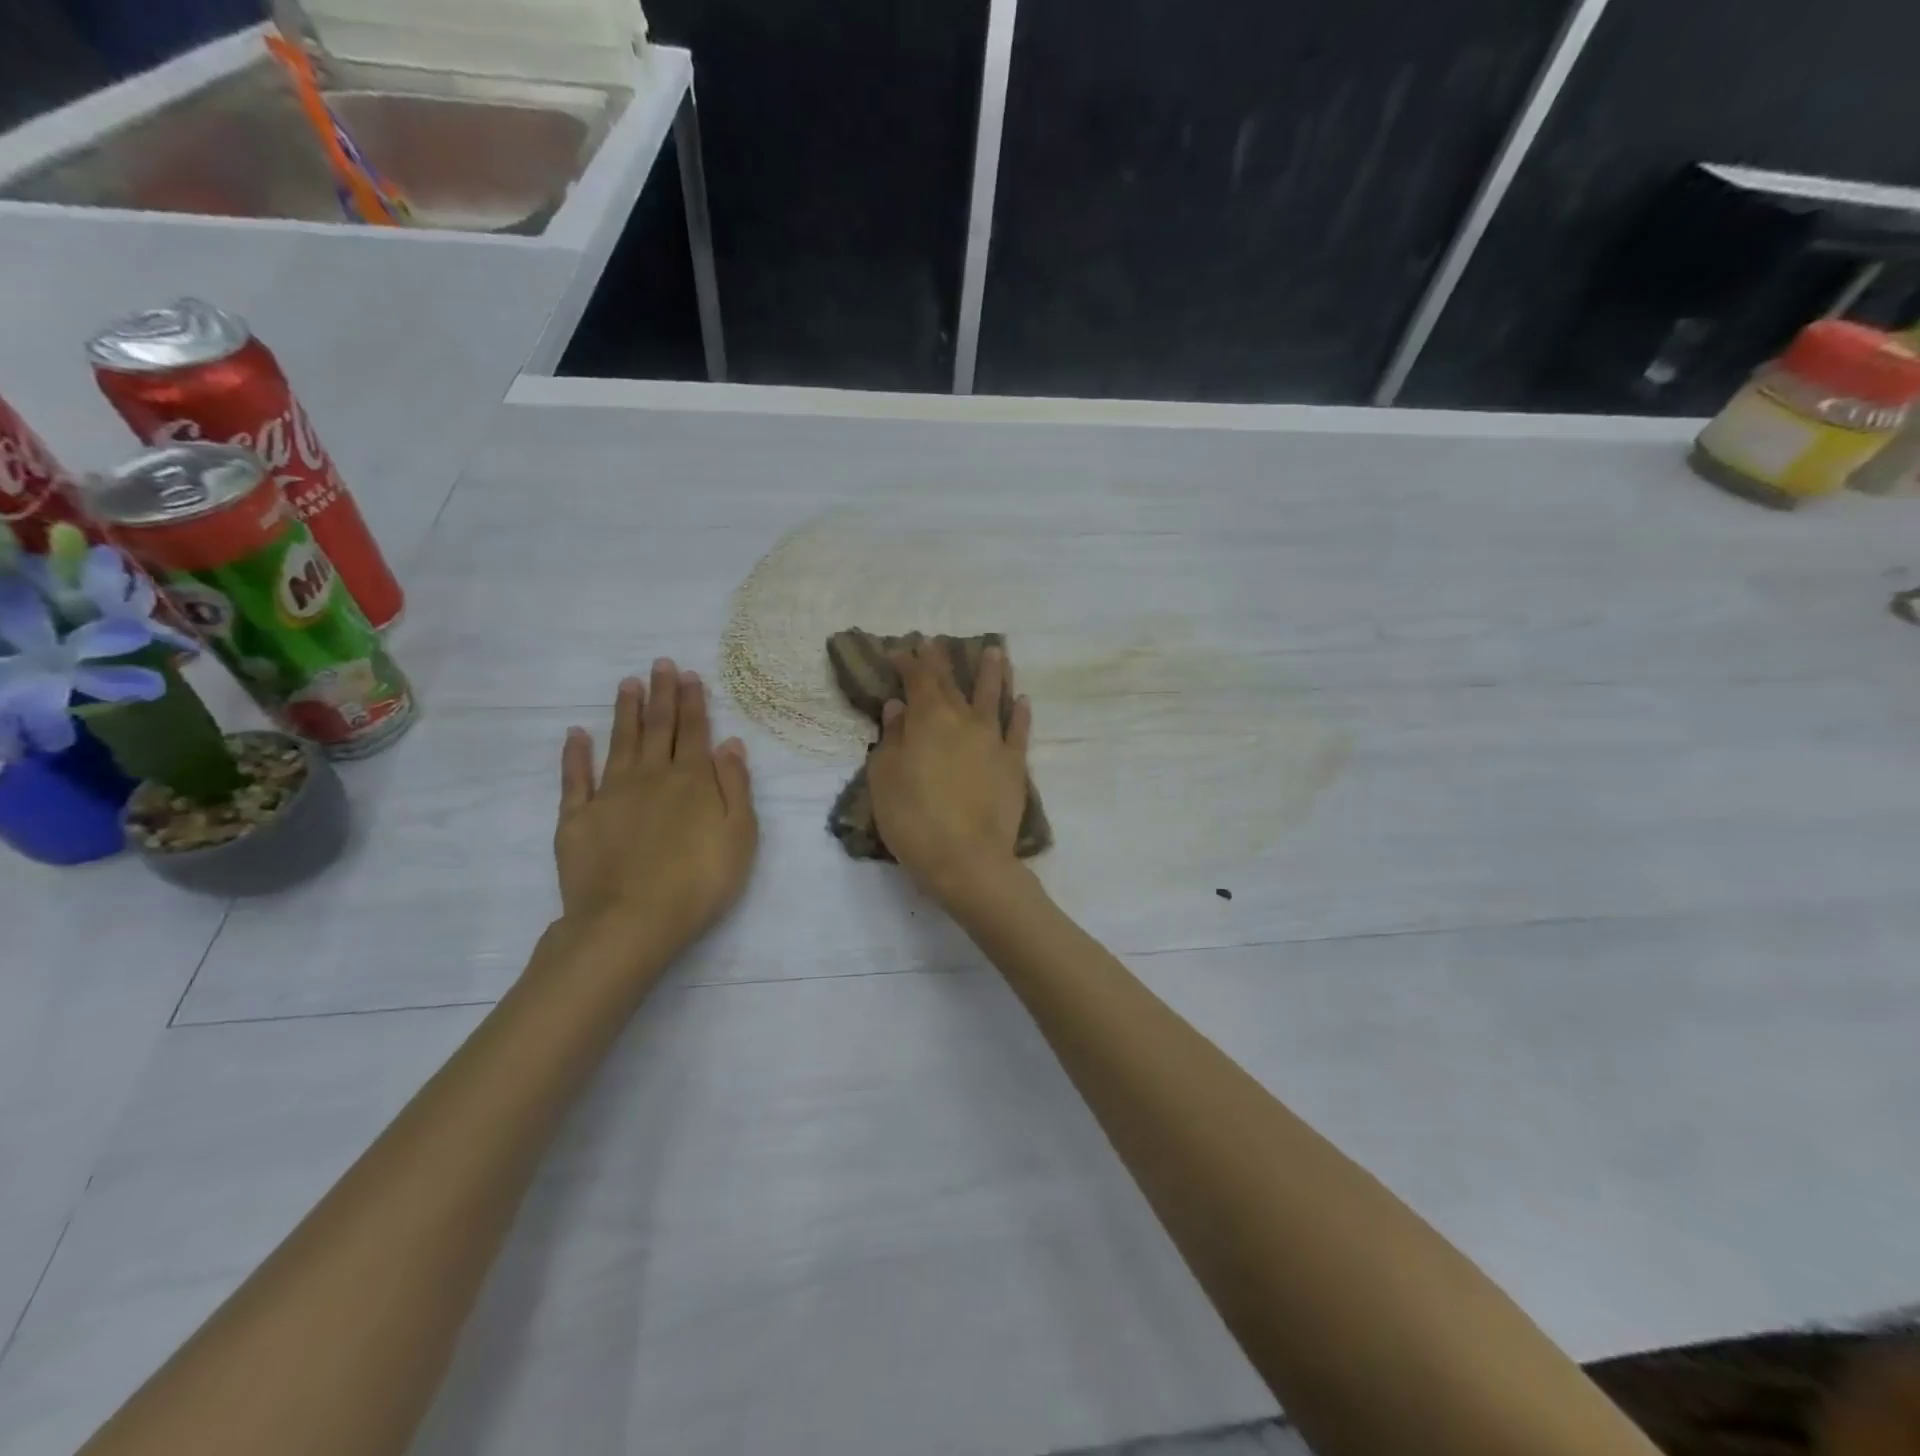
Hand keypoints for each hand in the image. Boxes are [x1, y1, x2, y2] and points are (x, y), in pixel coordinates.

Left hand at [553, 659, 757, 970]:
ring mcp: (610, 794)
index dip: (692, 702)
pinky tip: (576, 734)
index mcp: (692, 780)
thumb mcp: (739, 836)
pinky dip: (576, 754)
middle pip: (658, 728)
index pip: (694, 731)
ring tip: (628, 684)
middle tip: (660, 664)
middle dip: (661, 695)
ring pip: (620, 742)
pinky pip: (576, 778)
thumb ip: (735, 787)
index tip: (688, 675)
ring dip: (626, 712)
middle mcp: (651, 776)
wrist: (630, 921)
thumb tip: (730, 744)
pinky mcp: (578, 818)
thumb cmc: (698, 881)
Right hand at [867, 641, 1032, 906]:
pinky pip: (1019, 731)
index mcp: (929, 720)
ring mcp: (994, 741)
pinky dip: (1021, 714)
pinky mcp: (1014, 765)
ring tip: (996, 652)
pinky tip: (1023, 701)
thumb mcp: (885, 779)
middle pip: (953, 684)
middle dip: (942, 661)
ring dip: (993, 673)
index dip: (910, 662)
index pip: (919, 679)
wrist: (967, 859)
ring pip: (994, 697)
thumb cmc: (914, 819)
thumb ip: (891, 738)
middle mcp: (964, 721)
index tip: (901, 650)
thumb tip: (898, 707)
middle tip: (937, 642)